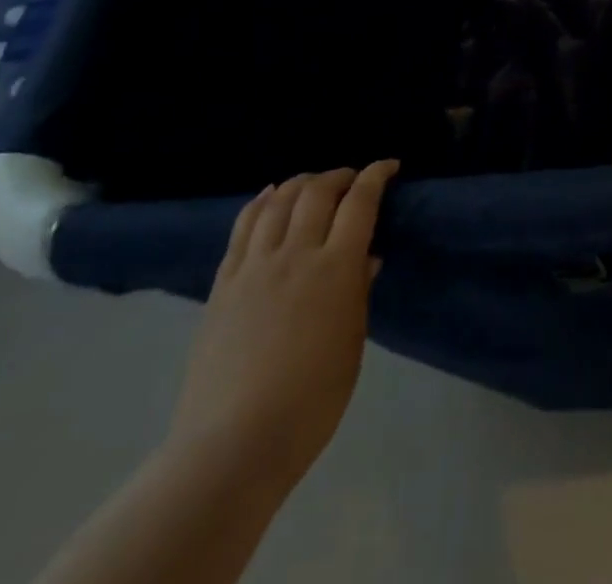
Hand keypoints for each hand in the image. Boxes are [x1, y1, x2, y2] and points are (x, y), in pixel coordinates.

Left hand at [165, 163, 398, 492]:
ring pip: (278, 201)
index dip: (376, 175)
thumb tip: (365, 258)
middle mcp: (295, 254)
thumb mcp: (351, 345)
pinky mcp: (223, 284)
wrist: (232, 446)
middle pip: (317, 191)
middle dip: (339, 175)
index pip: (360, 202)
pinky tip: (269, 196)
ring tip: (314, 184)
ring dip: (301, 182)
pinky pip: (243, 227)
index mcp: (335, 269)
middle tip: (353, 179)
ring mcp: (254, 267)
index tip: (388, 166)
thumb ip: (358, 293)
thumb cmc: (310, 403)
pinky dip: (261, 202)